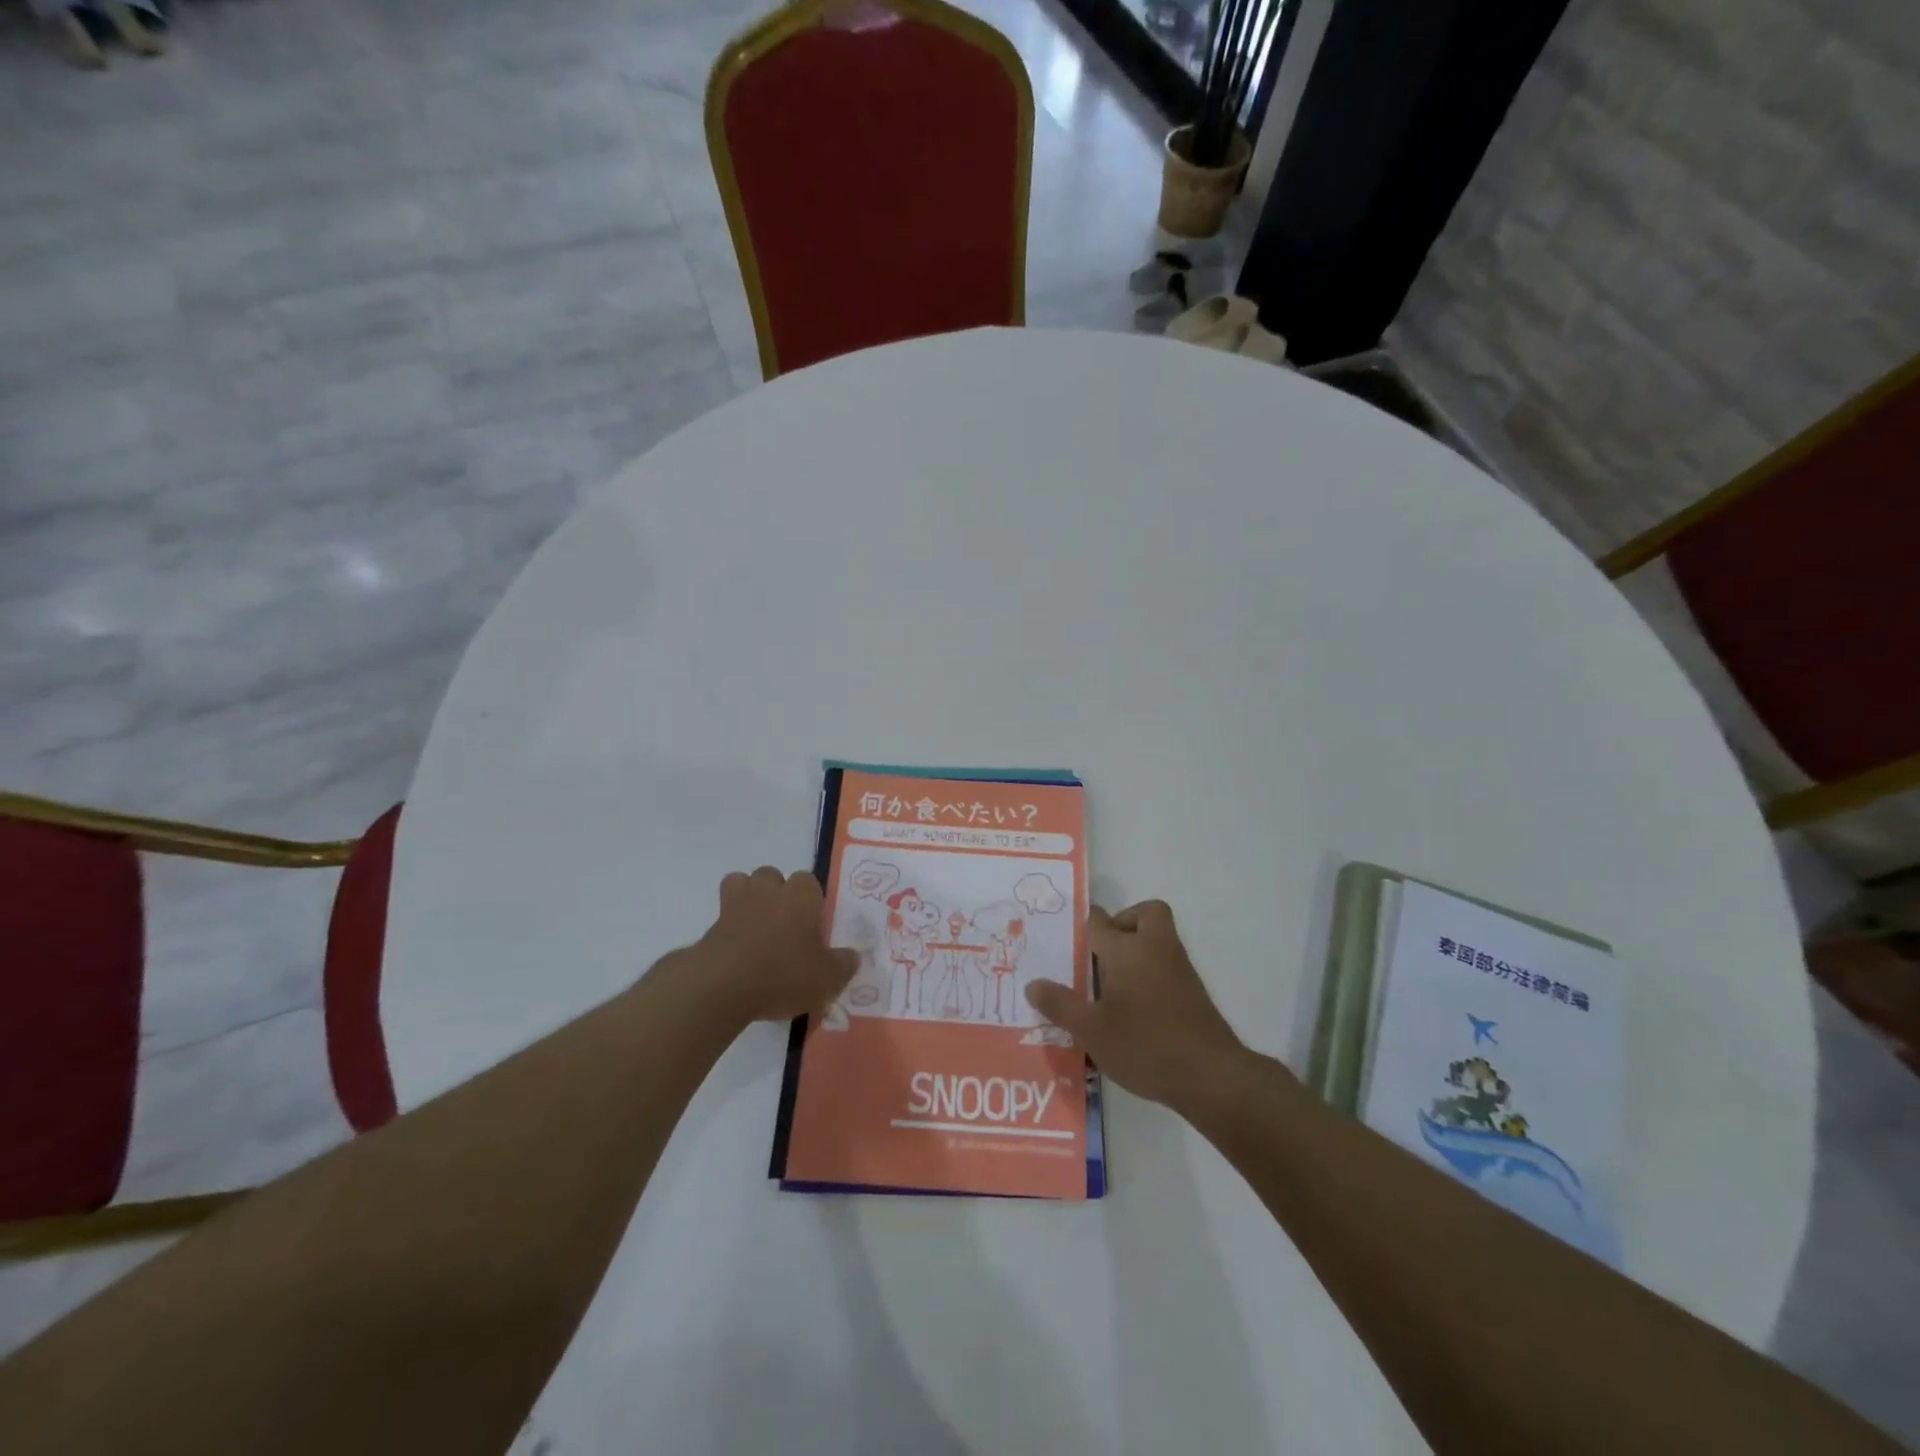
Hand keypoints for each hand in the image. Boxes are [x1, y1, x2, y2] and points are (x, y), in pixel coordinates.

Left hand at [693, 867, 857, 1024]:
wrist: (723, 986)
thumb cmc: (784, 974)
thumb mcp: (827, 978)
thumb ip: (843, 964)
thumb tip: (853, 956)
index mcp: (801, 896)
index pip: (808, 880)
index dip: (811, 899)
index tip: (812, 922)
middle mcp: (769, 891)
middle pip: (773, 875)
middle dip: (777, 892)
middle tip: (785, 924)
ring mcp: (736, 904)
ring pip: (742, 882)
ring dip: (749, 897)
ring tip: (756, 925)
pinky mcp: (711, 924)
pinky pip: (722, 912)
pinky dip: (729, 923)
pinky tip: (737, 947)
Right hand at [1025, 900, 1247, 1113]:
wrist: (1210, 1074)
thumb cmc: (1144, 1045)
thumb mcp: (1091, 1031)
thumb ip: (1060, 1005)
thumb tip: (1033, 983)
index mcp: (1125, 949)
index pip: (1099, 922)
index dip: (1083, 929)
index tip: (1069, 946)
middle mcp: (1154, 947)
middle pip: (1144, 913)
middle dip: (1124, 923)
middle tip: (1103, 954)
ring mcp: (1178, 967)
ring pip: (1158, 937)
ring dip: (1138, 947)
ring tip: (1112, 985)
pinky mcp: (1193, 989)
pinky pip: (1167, 962)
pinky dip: (1151, 970)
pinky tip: (1135, 1006)